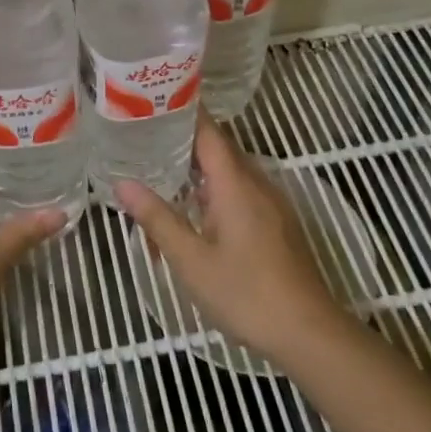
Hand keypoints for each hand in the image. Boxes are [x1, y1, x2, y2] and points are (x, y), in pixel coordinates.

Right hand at [115, 114, 349, 367]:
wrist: (307, 331)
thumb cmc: (245, 293)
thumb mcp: (190, 259)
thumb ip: (157, 219)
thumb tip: (123, 184)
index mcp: (235, 184)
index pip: (209, 131)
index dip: (184, 111)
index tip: (154, 100)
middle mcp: (257, 184)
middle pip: (220, 149)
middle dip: (185, 140)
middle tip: (146, 136)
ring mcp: (272, 204)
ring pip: (231, 173)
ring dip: (200, 169)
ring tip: (163, 170)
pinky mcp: (278, 224)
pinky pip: (242, 192)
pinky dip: (216, 190)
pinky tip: (196, 210)